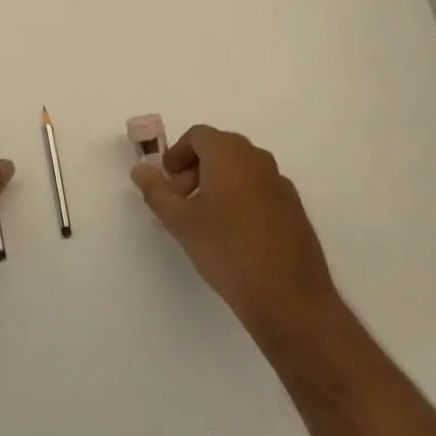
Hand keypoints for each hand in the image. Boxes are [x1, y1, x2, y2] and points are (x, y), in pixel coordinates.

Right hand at [132, 125, 338, 342]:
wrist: (290, 300)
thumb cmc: (227, 252)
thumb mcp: (180, 222)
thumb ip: (156, 190)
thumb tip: (140, 169)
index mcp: (229, 155)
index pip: (198, 136)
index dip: (178, 155)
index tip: (169, 183)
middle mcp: (258, 160)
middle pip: (220, 148)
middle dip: (196, 167)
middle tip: (183, 200)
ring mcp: (280, 183)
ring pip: (241, 168)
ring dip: (219, 181)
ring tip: (207, 219)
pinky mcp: (294, 208)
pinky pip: (260, 188)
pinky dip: (242, 196)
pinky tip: (236, 234)